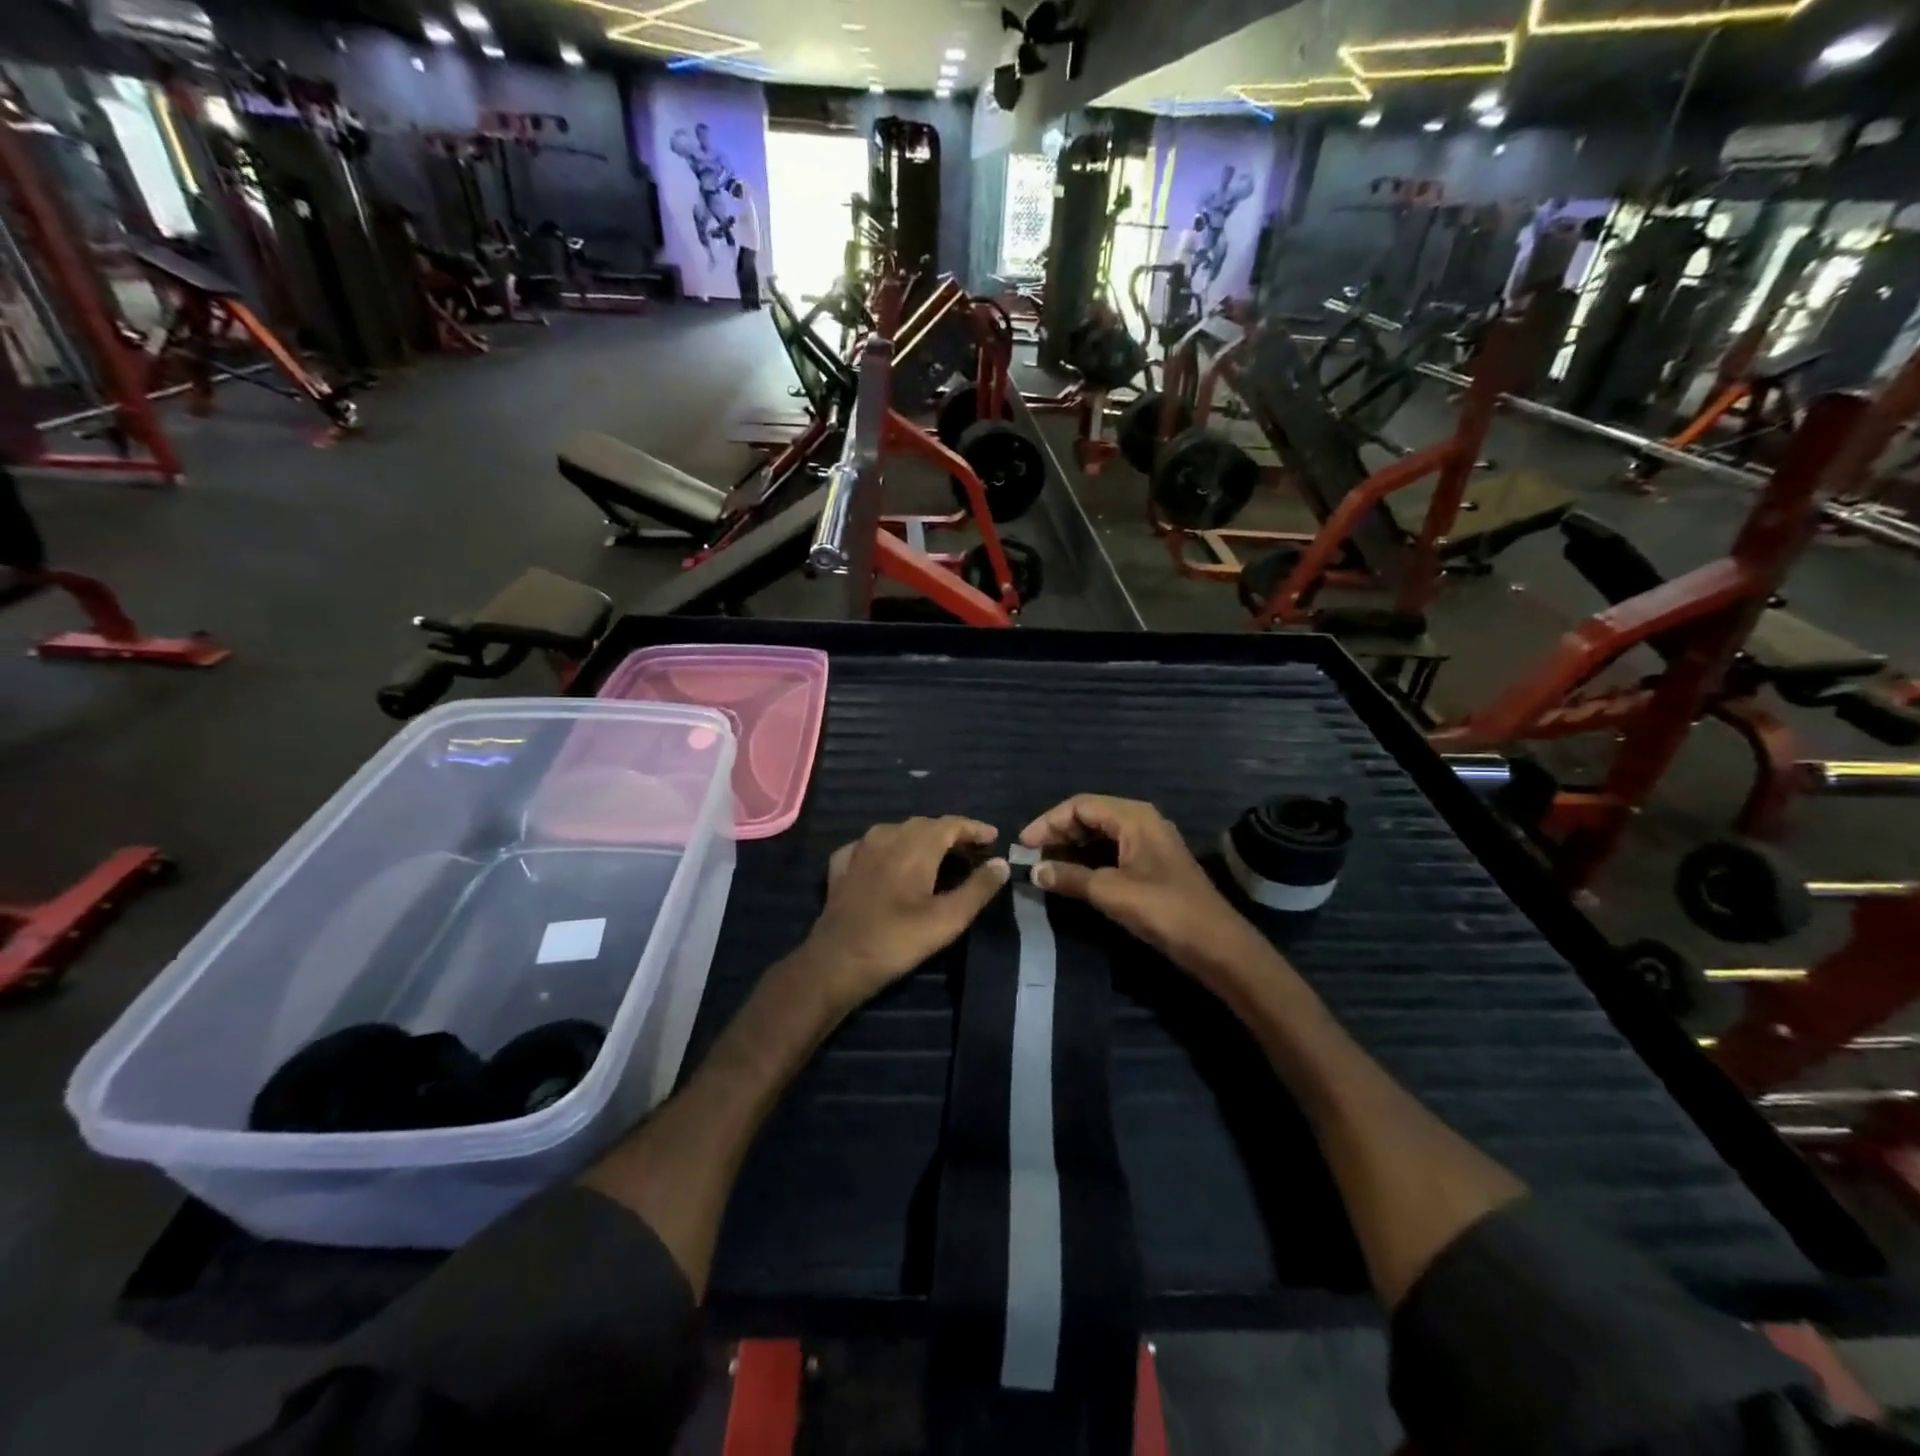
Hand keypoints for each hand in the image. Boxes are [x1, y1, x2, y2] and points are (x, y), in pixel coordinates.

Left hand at [805, 817, 1008, 1007]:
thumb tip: (1001, 862)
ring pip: (896, 831)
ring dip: (919, 837)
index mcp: (915, 846)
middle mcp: (886, 837)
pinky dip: (887, 848)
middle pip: (924, 824)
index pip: (951, 824)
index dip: (974, 828)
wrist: (836, 962)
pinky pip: (869, 845)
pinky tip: (889, 861)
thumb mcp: (947, 920)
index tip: (993, 837)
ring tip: (935, 854)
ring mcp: (859, 850)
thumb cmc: (896, 941)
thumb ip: (977, 889)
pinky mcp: (841, 867)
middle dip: (950, 833)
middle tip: (970, 850)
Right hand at [1021, 795, 1268, 979]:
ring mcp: (1148, 842)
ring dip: (1071, 846)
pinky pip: (1111, 849)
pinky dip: (1088, 858)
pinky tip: (1073, 875)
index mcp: (1134, 817)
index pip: (1080, 805)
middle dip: (1058, 832)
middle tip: (1031, 856)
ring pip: (1100, 833)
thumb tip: (1034, 871)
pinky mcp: (1151, 864)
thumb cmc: (1164, 910)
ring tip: (1045, 866)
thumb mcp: (1111, 893)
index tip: (1023, 845)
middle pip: (1090, 815)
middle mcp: (1141, 821)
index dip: (1048, 822)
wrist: (1216, 945)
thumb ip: (1070, 877)